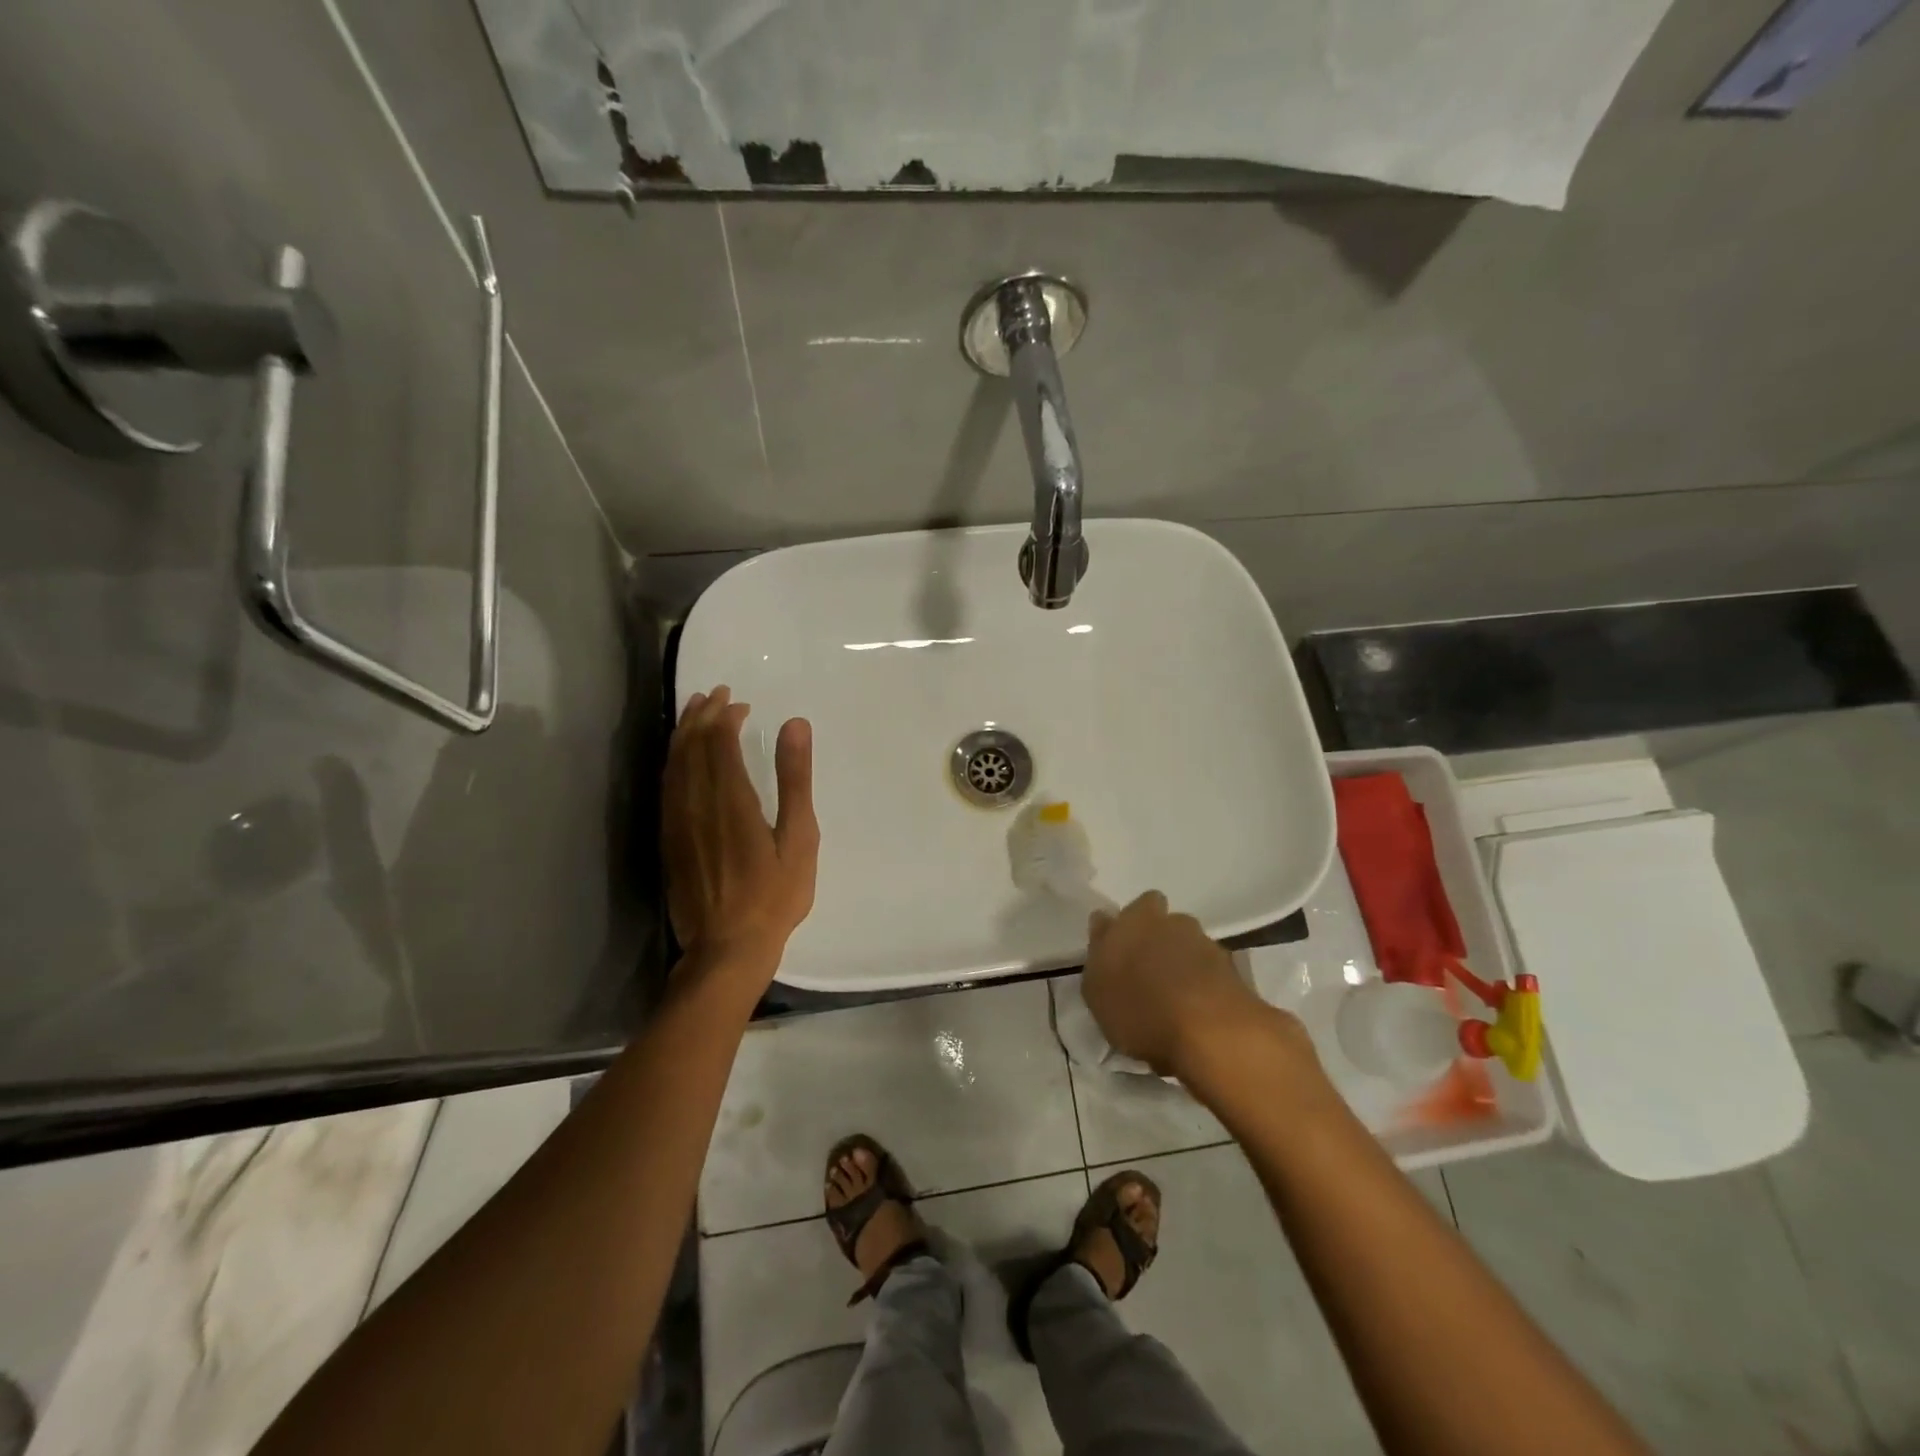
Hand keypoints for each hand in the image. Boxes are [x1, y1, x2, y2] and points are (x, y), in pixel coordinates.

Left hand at [662, 686, 818, 980]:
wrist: (727, 948)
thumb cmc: (774, 896)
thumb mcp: (799, 838)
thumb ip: (795, 779)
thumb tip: (794, 725)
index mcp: (731, 800)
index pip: (718, 743)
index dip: (725, 717)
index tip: (739, 703)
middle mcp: (696, 804)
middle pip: (690, 747)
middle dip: (701, 717)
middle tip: (714, 695)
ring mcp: (677, 823)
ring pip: (672, 765)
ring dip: (683, 735)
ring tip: (694, 714)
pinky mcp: (668, 841)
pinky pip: (665, 788)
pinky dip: (672, 763)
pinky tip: (680, 760)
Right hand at [1082, 892, 1302, 1079]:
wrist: (1211, 1032)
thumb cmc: (1140, 1008)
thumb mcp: (1097, 989)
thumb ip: (1099, 953)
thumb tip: (1104, 924)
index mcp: (1136, 919)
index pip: (1134, 908)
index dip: (1129, 927)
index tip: (1122, 951)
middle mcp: (1173, 922)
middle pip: (1165, 923)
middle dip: (1159, 940)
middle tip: (1148, 974)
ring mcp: (1207, 944)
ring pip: (1190, 946)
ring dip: (1183, 963)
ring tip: (1175, 999)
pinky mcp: (1235, 971)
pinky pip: (1211, 972)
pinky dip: (1204, 985)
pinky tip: (1196, 1012)